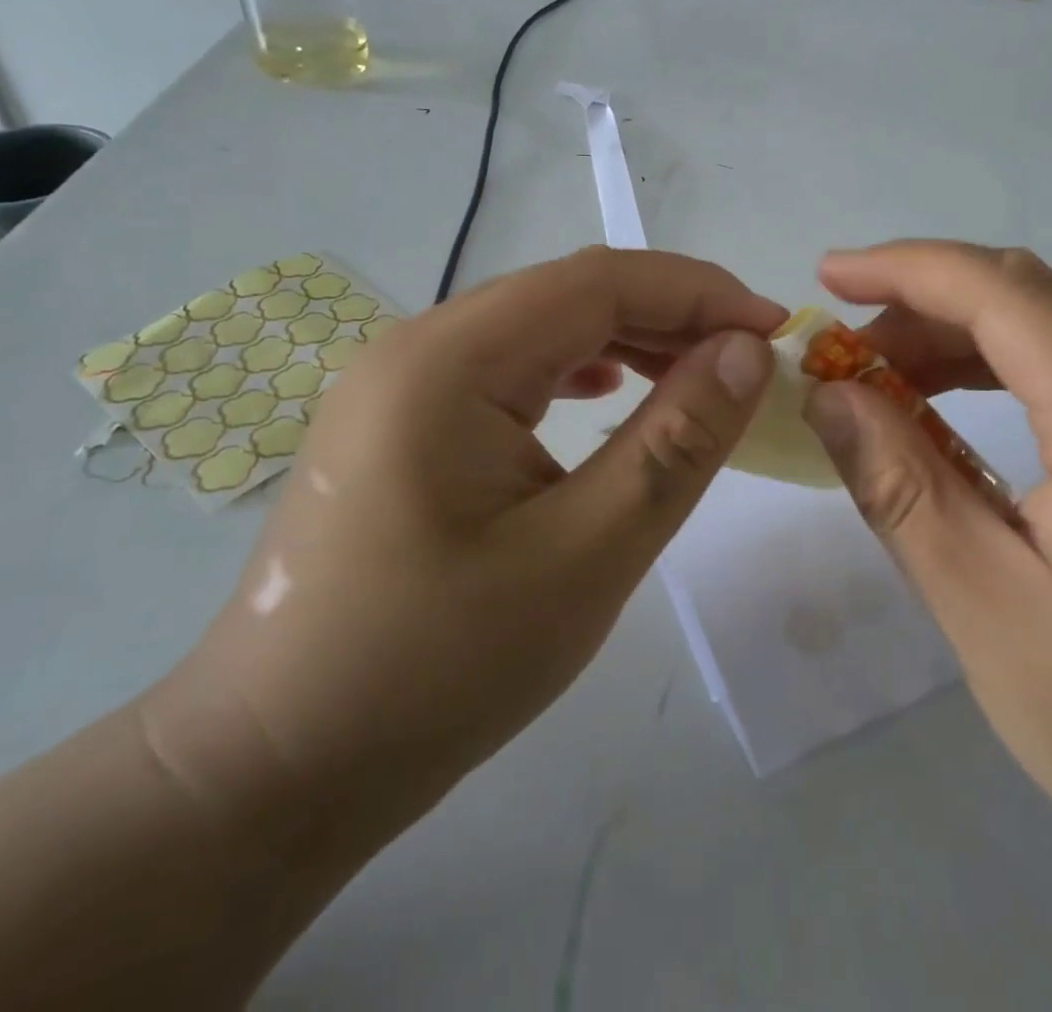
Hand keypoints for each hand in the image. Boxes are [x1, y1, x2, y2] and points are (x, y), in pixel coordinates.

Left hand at [147, 247, 782, 845]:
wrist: (275, 768)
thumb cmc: (436, 670)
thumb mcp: (586, 555)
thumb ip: (676, 441)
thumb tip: (747, 352)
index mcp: (449, 360)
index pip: (600, 281)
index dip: (699, 294)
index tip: (776, 332)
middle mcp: (417, 344)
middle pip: (569, 293)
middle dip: (671, 313)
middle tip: (749, 361)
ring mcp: (401, 379)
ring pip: (541, 324)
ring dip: (628, 338)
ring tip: (696, 377)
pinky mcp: (402, 417)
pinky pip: (509, 364)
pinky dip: (577, 367)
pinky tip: (608, 394)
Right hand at [801, 243, 1051, 986]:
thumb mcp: (985, 607)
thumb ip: (900, 484)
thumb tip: (830, 394)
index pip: (1005, 292)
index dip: (906, 268)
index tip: (826, 275)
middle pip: (1036, 300)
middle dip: (928, 306)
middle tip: (846, 354)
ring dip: (967, 341)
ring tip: (888, 387)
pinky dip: (1011, 378)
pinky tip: (962, 427)